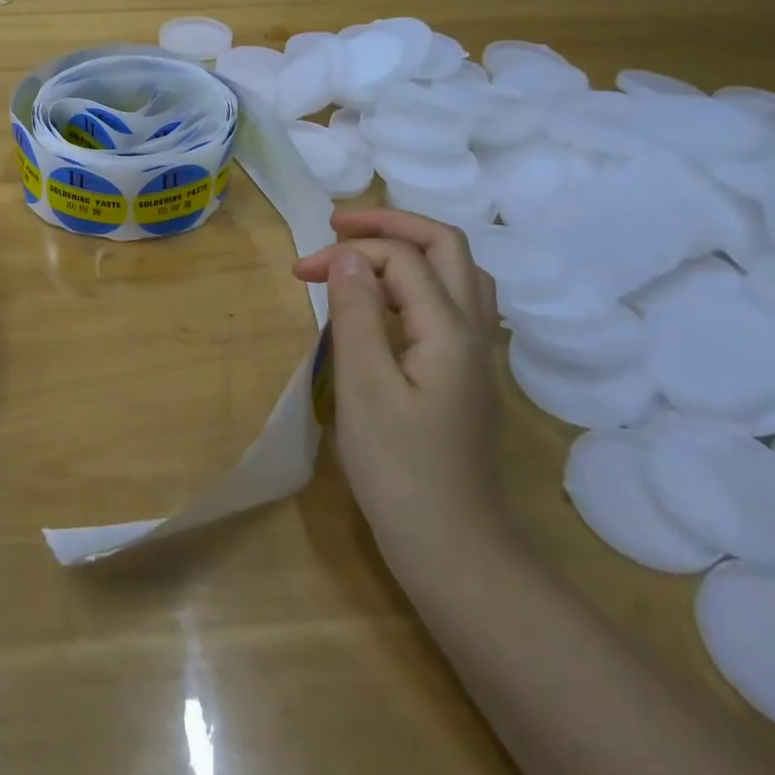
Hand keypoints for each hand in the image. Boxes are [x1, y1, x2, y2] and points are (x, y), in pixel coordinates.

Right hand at [294, 208, 503, 564]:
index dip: (348, 252)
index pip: (401, 258)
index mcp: (450, 329)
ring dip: (410, 248)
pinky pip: (451, 302)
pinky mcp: (466, 375)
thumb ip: (356, 313)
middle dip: (391, 224)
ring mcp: (475, 354)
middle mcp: (473, 330)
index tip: (299, 272)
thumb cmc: (400, 470)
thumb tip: (346, 255)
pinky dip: (417, 280)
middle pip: (446, 246)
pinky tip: (389, 299)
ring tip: (362, 252)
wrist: (454, 551)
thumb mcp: (364, 387)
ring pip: (456, 272)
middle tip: (339, 227)